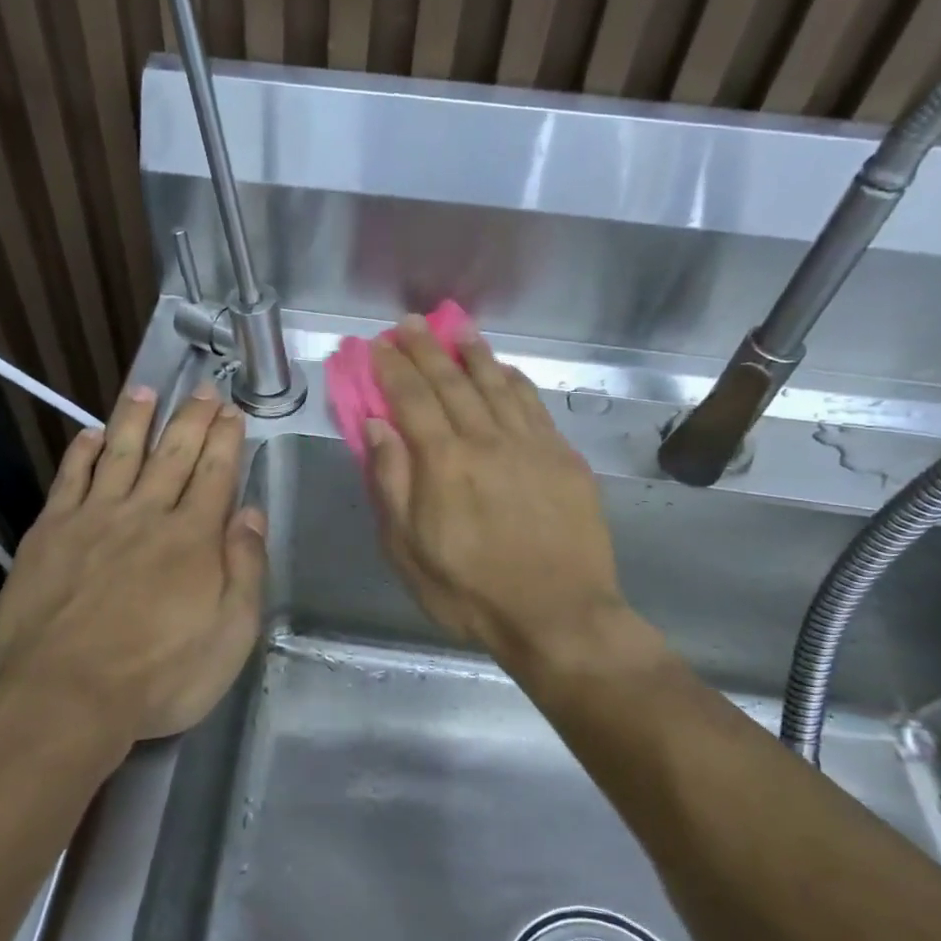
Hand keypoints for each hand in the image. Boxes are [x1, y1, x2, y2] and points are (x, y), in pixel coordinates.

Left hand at [0, 382, 266, 745]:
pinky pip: (69, 479)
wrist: (64, 696)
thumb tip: (251, 513)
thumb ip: (244, 568)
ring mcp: (94, 518)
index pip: (215, 474)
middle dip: (191, 418)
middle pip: (173, 453)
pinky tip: (89, 435)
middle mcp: (146, 514)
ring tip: (146, 390)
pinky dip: (81, 453)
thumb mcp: (230, 635)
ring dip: (135, 419)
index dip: (225, 439)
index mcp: (193, 537)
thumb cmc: (159, 675)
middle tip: (202, 389)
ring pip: (119, 453)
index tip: (232, 410)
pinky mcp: (49, 533)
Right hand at [367, 318, 627, 673]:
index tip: (378, 344)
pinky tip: (505, 370)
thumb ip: (392, 483)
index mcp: (444, 462)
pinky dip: (515, 381)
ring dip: (473, 353)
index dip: (393, 368)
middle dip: (426, 349)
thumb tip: (377, 427)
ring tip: (456, 329)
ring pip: (496, 384)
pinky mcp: (563, 458)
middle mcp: (487, 440)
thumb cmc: (470, 591)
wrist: (559, 616)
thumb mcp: (408, 550)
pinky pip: (534, 405)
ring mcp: (530, 445)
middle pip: (452, 382)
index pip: (412, 399)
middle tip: (409, 324)